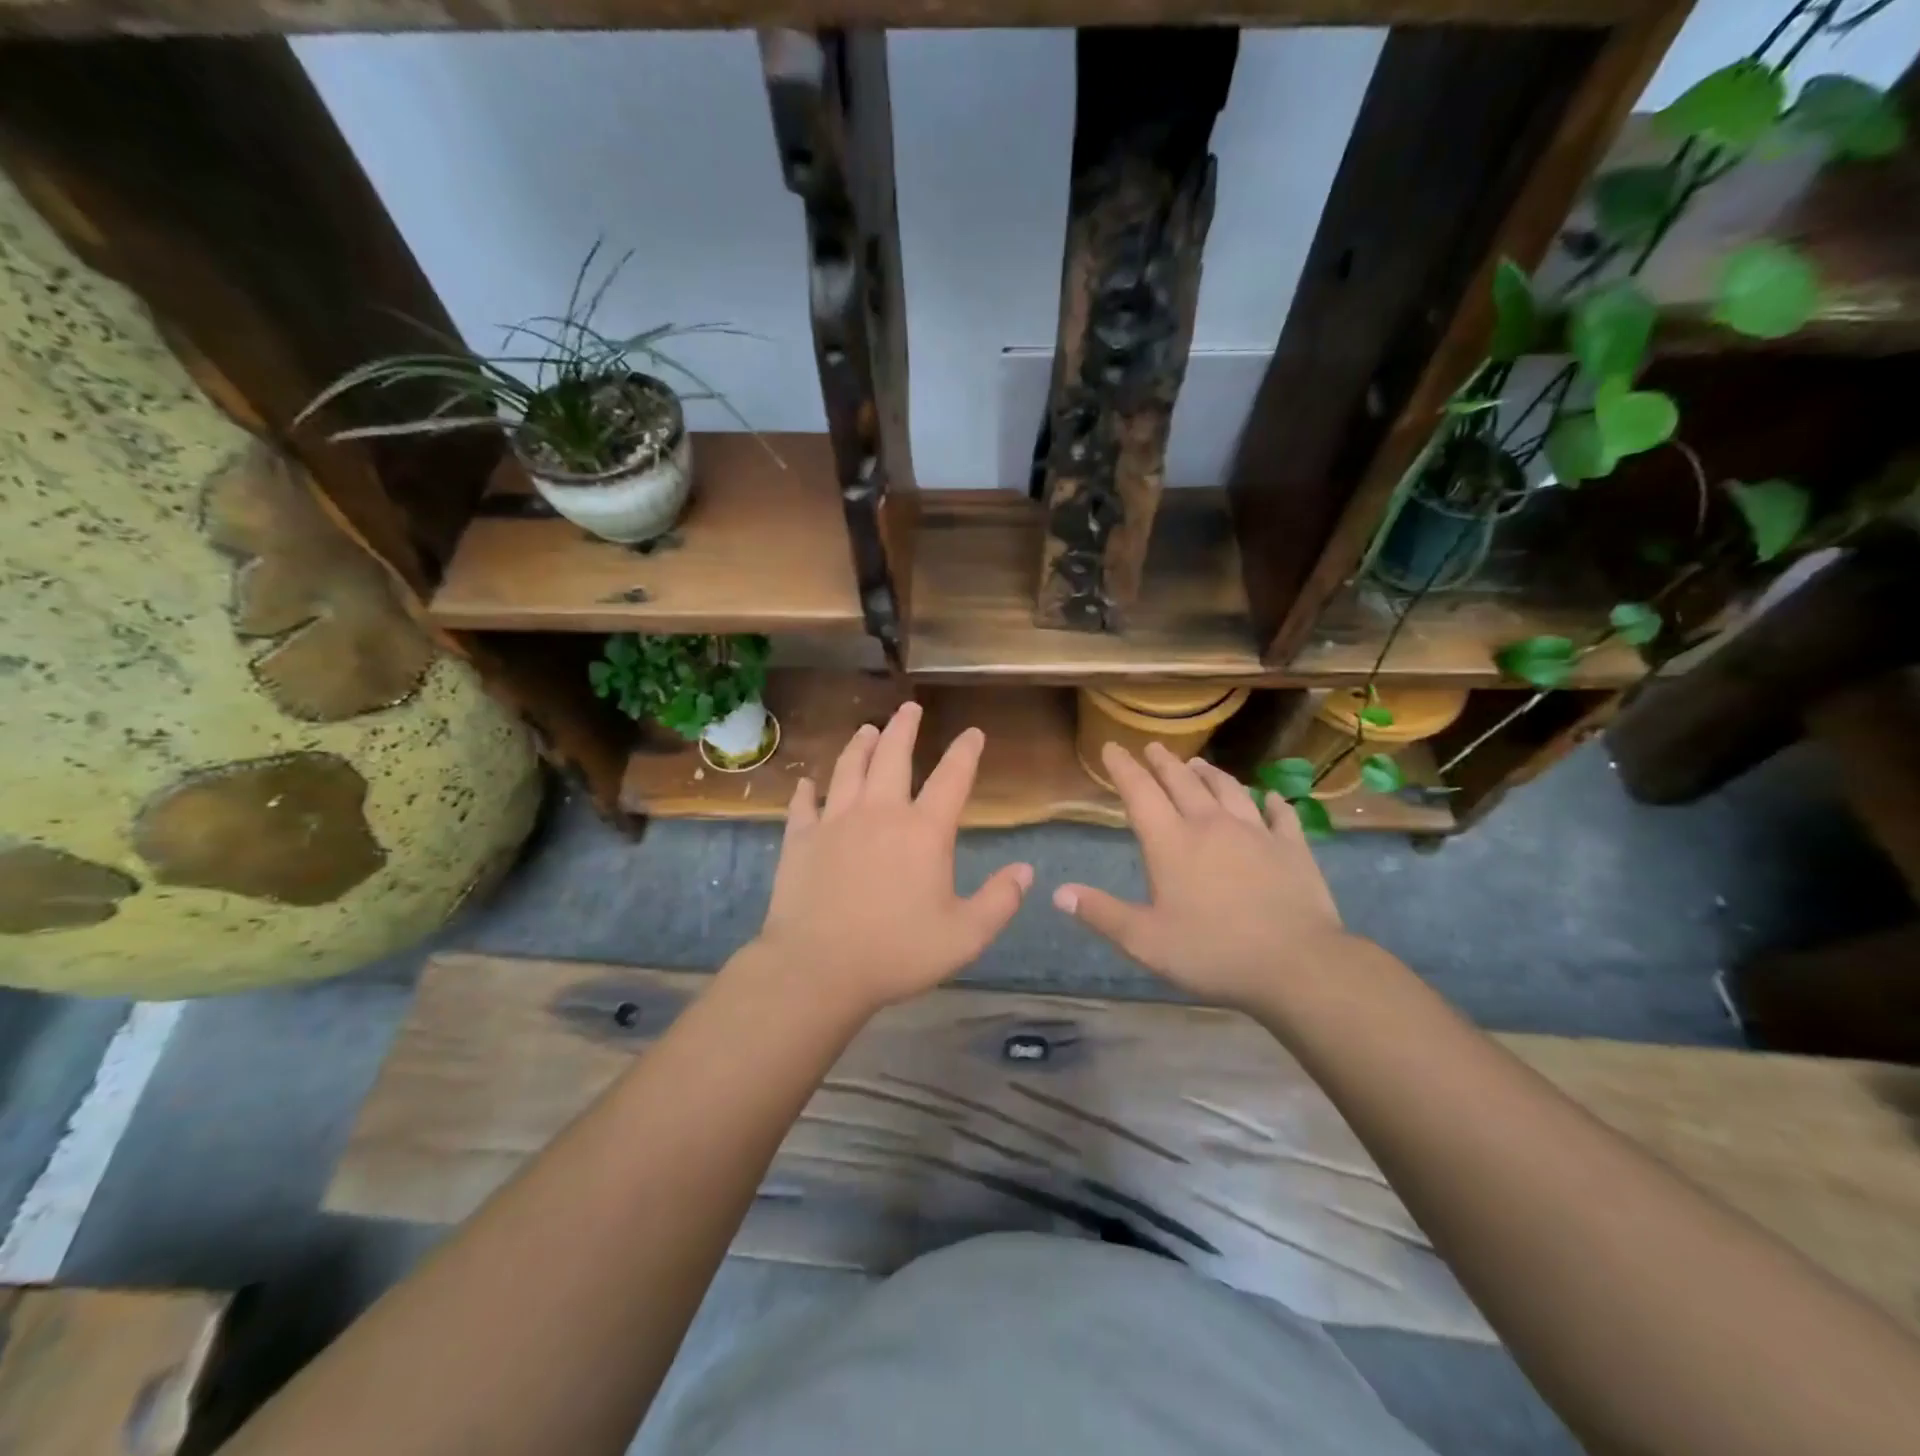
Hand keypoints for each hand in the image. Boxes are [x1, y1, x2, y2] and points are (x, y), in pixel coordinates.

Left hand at [735, 702, 1032, 1014]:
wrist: (818, 969)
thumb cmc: (897, 952)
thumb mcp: (965, 936)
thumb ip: (1000, 901)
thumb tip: (1026, 870)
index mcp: (924, 831)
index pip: (952, 778)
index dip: (966, 752)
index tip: (973, 732)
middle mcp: (880, 813)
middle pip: (893, 757)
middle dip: (905, 728)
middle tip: (910, 707)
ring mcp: (835, 822)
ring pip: (849, 770)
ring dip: (861, 746)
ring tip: (867, 729)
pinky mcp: (800, 840)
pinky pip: (803, 805)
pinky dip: (806, 791)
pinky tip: (807, 783)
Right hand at [1053, 741, 1360, 1007]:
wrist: (1296, 964)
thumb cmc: (1212, 952)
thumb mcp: (1145, 941)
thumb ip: (1101, 913)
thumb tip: (1058, 892)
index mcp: (1171, 843)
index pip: (1140, 793)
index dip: (1123, 768)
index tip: (1112, 747)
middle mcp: (1210, 825)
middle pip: (1182, 782)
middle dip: (1164, 762)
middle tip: (1154, 747)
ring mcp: (1255, 832)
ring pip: (1228, 790)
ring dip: (1210, 774)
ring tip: (1199, 763)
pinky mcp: (1292, 848)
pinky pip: (1280, 815)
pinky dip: (1272, 802)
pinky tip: (1271, 797)